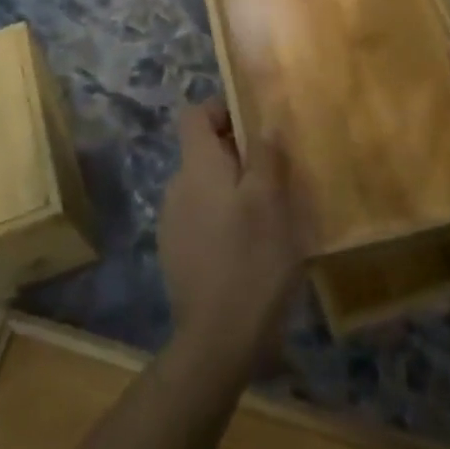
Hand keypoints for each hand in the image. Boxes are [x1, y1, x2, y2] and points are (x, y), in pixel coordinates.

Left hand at [158, 99, 310, 375]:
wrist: (217, 340)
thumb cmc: (251, 260)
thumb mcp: (270, 202)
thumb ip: (265, 156)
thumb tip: (264, 121)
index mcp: (197, 167)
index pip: (194, 114)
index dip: (221, 108)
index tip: (255, 122)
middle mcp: (177, 186)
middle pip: (202, 149)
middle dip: (237, 151)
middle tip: (276, 170)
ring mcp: (172, 221)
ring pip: (205, 185)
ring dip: (233, 187)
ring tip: (270, 210)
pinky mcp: (177, 252)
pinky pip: (202, 216)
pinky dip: (223, 217)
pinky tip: (250, 245)